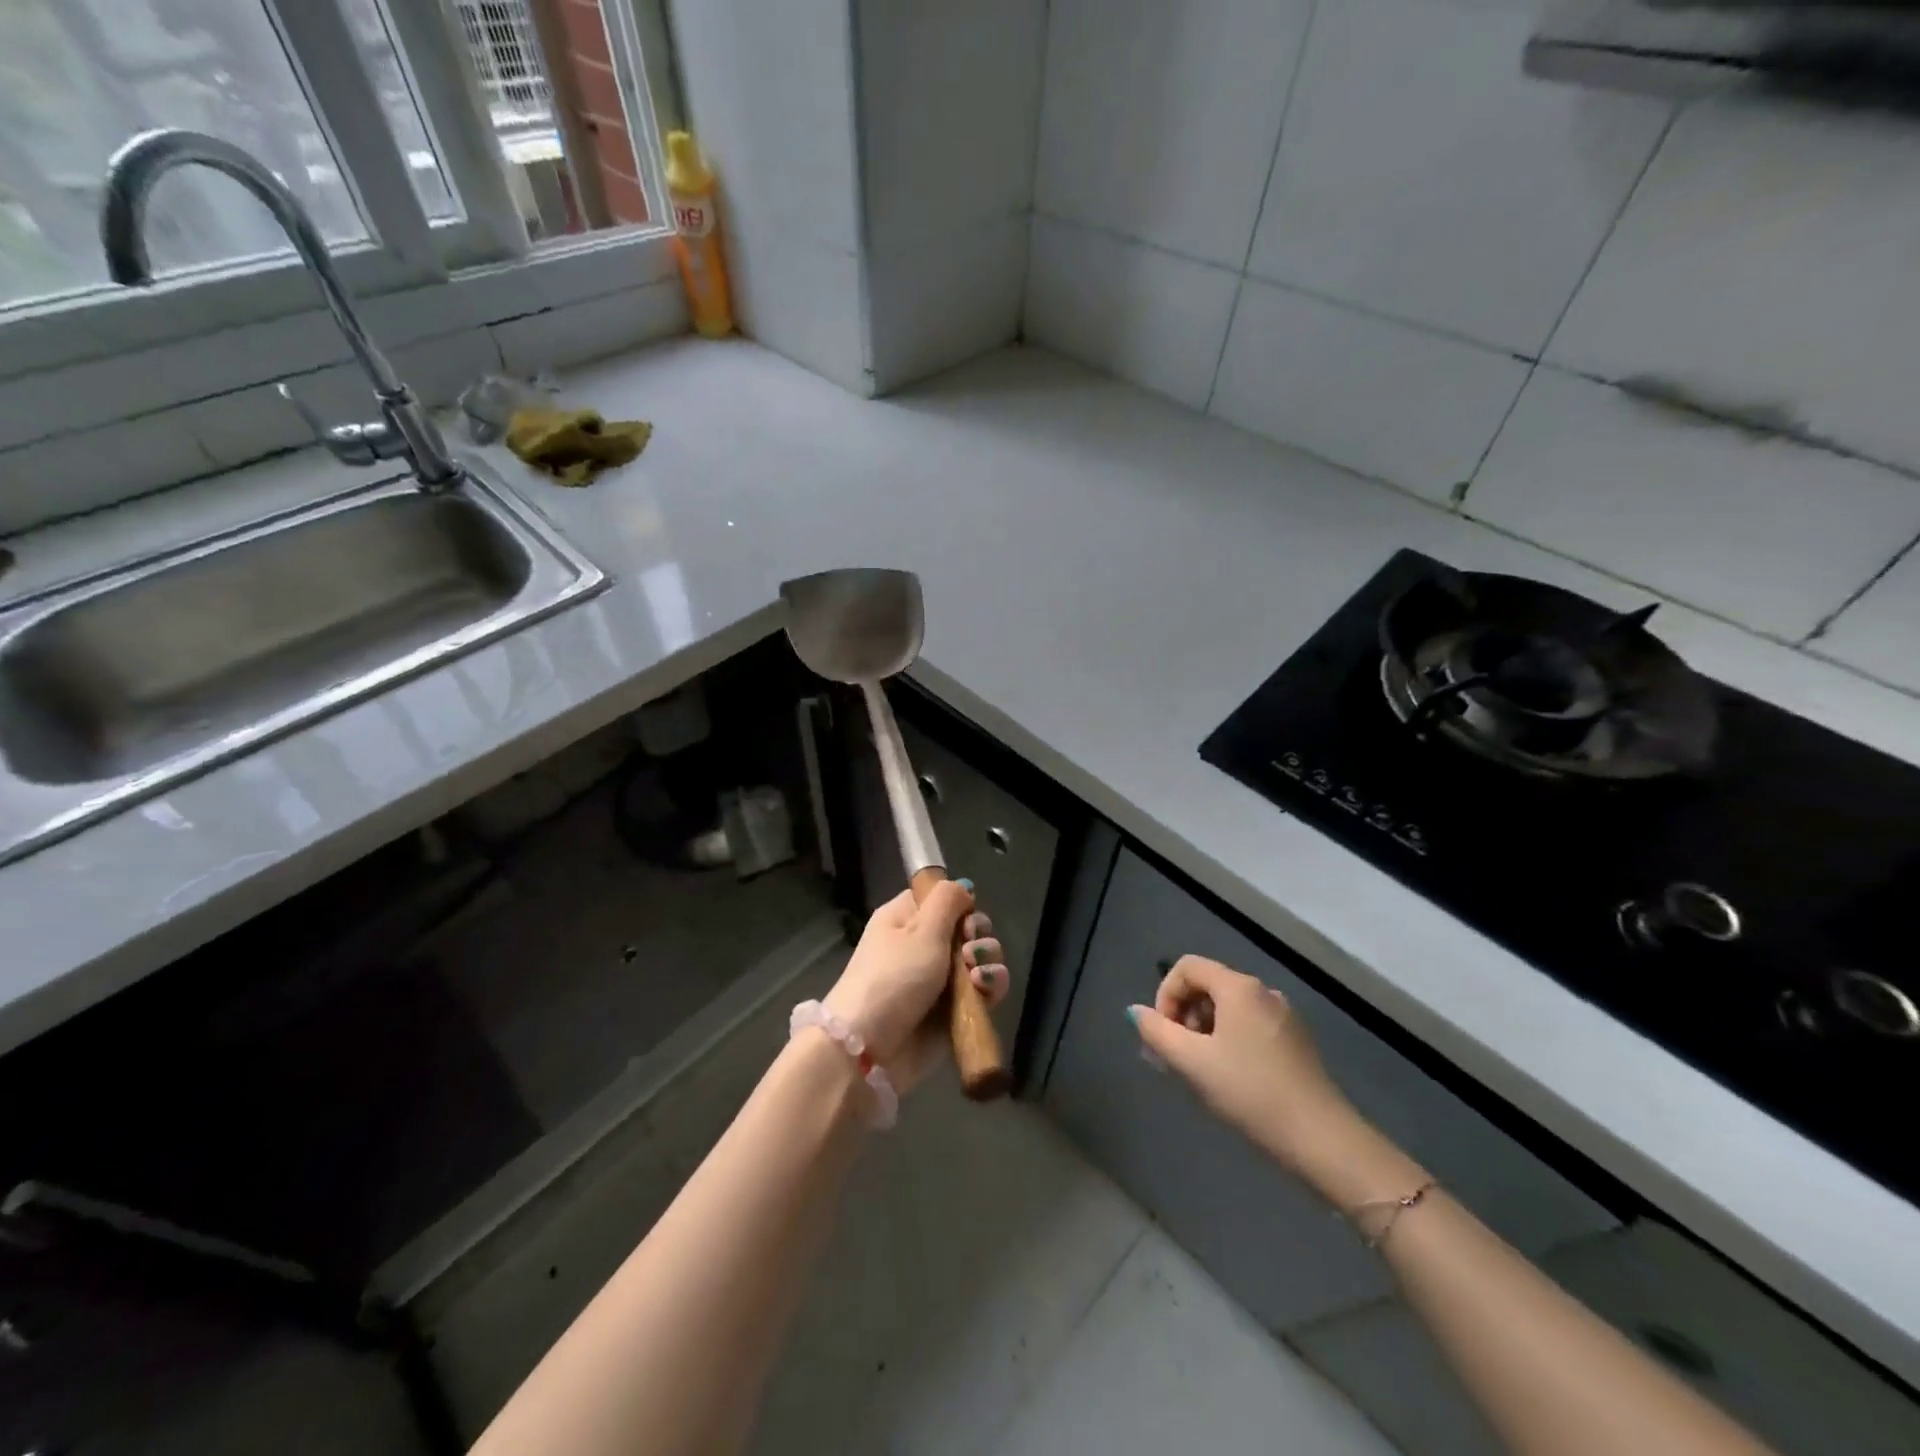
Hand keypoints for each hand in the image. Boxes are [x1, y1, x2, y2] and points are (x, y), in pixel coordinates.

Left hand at [824, 881, 1009, 1092]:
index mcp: (906, 919)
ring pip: (978, 960)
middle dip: (978, 935)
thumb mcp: (920, 929)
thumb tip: (963, 886)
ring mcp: (938, 980)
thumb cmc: (893, 977)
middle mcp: (922, 946)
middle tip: (969, 948)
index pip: (941, 899)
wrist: (870, 1048)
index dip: (960, 904)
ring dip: (987, 962)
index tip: (965, 916)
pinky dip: (990, 988)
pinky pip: (981, 991)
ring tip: (977, 975)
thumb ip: (947, 901)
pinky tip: (986, 990)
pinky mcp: (952, 1011)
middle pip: (966, 928)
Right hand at [1129, 956, 1416, 1204]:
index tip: (1164, 1034)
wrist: (1321, 1140)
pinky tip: (1231, 1078)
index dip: (1166, 994)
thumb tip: (1136, 1012)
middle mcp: (1263, 992)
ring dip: (1205, 1031)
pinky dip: (1229, 1040)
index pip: (1188, 967)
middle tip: (1177, 1056)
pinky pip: (1250, 1026)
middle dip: (1184, 1015)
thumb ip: (1157, 1032)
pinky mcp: (1296, 1042)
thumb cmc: (1249, 1093)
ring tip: (1201, 1071)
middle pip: (1209, 985)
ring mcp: (1284, 1016)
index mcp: (1239, 988)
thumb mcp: (1192, 1063)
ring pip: (1229, 1009)